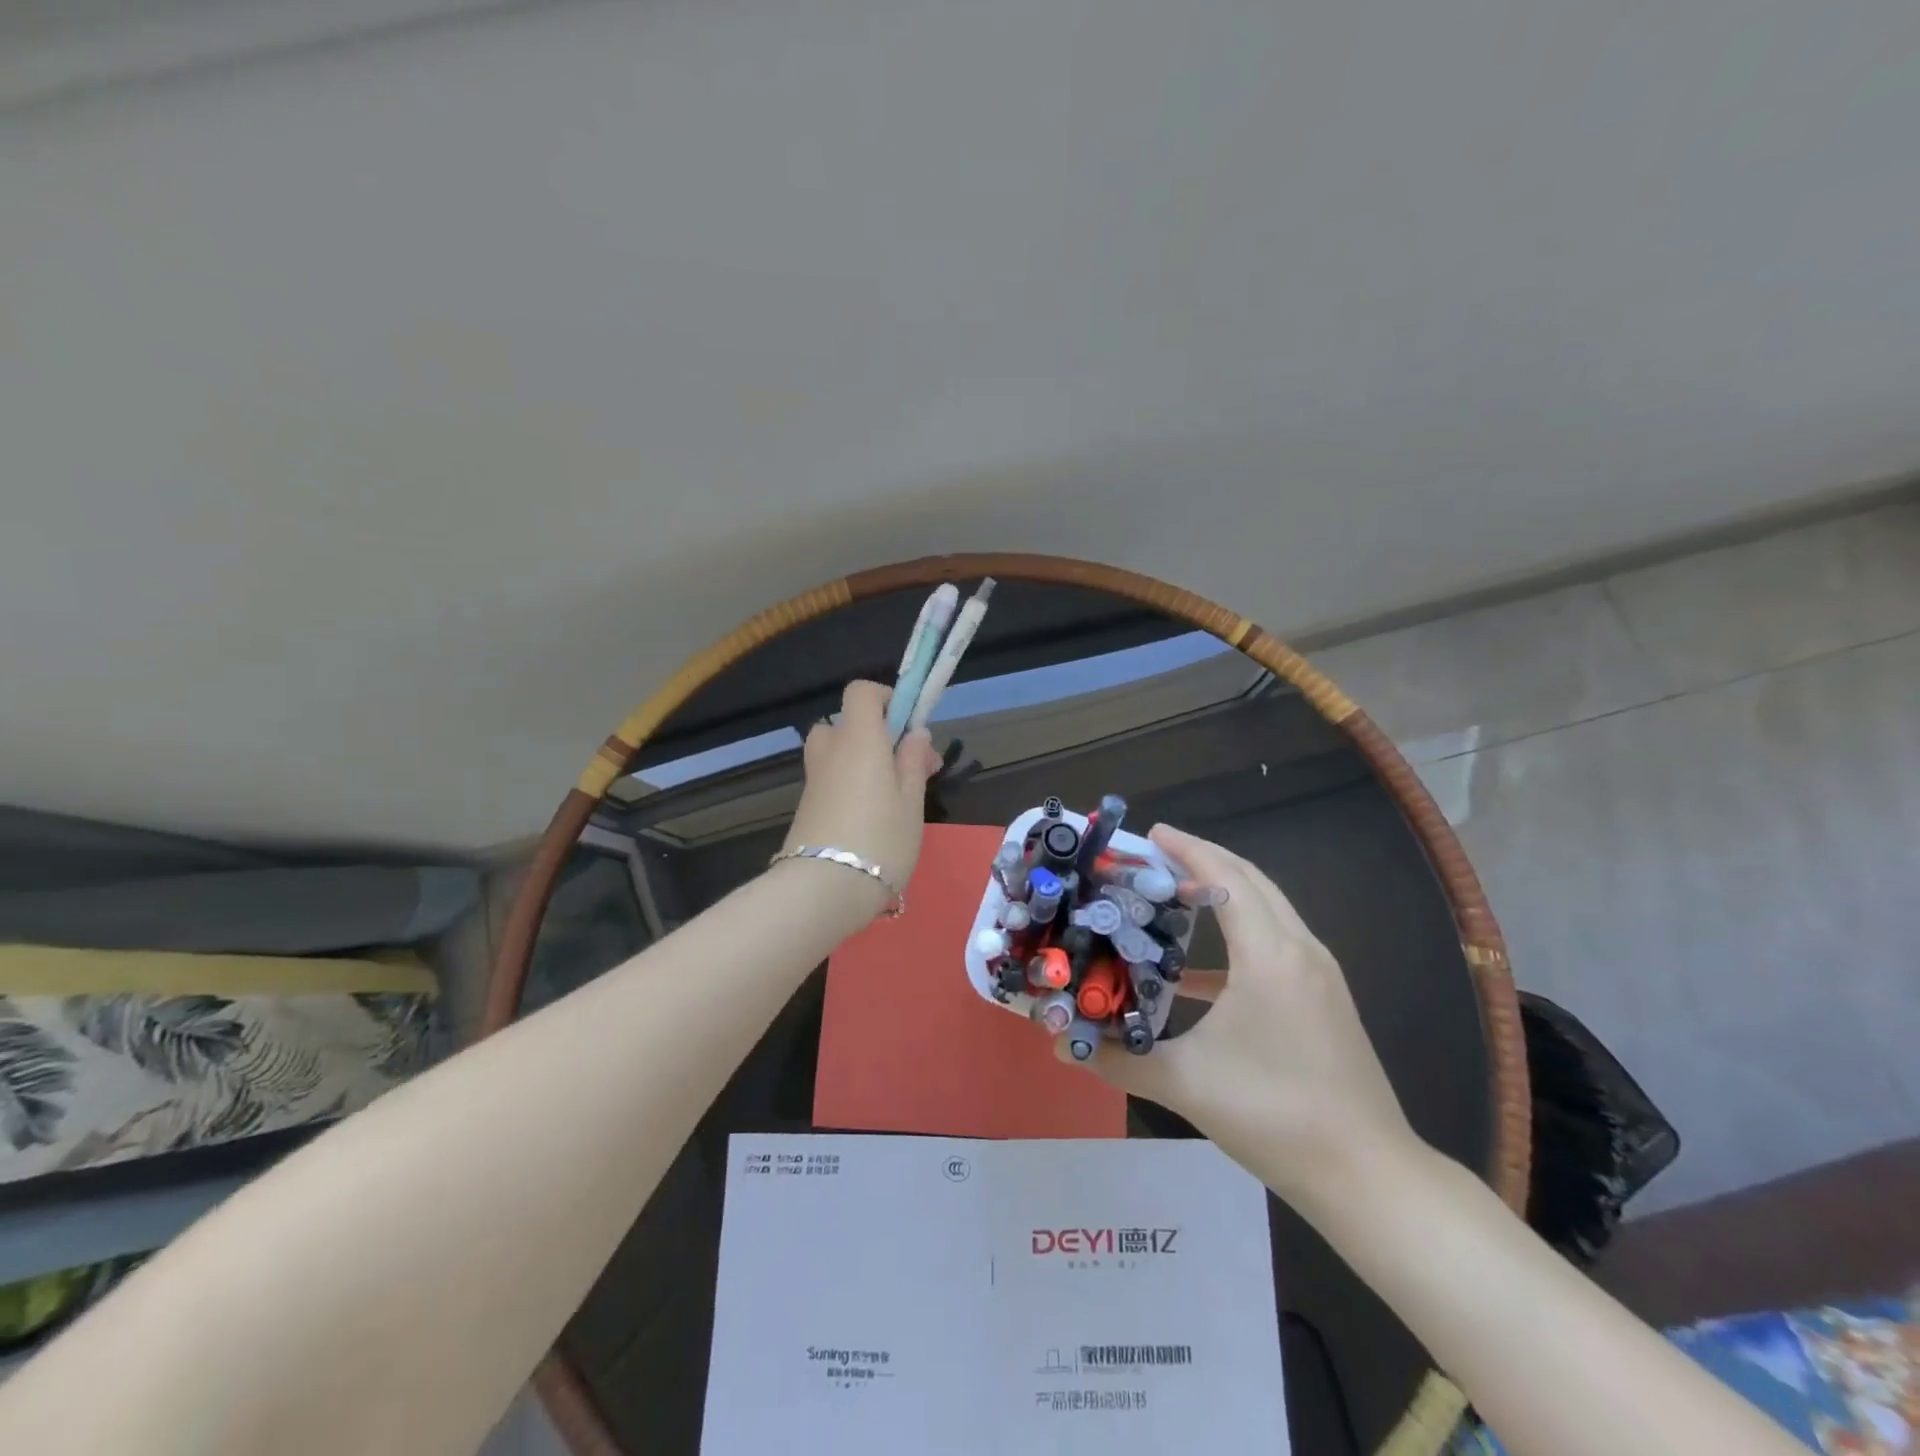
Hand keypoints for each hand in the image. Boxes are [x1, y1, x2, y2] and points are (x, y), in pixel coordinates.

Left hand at [780, 680, 943, 919]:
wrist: (823, 890)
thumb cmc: (880, 839)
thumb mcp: (911, 801)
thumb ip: (913, 762)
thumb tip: (915, 733)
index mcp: (859, 739)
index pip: (860, 692)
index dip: (885, 698)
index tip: (908, 725)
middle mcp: (830, 751)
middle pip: (846, 725)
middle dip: (876, 737)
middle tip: (906, 768)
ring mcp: (813, 780)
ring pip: (838, 755)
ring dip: (862, 764)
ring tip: (892, 797)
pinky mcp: (806, 808)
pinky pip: (831, 781)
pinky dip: (850, 787)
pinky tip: (872, 820)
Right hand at [1061, 824, 1419, 1209]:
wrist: (1367, 1176)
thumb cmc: (1274, 1115)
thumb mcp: (1185, 1083)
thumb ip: (1118, 1059)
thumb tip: (1062, 1047)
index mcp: (1269, 955)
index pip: (1227, 877)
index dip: (1187, 849)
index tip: (1149, 833)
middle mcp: (1299, 950)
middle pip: (1251, 880)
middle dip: (1203, 858)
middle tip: (1153, 854)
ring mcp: (1317, 974)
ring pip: (1267, 909)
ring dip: (1223, 892)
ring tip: (1172, 892)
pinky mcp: (1322, 998)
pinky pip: (1274, 945)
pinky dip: (1235, 938)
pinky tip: (1192, 974)